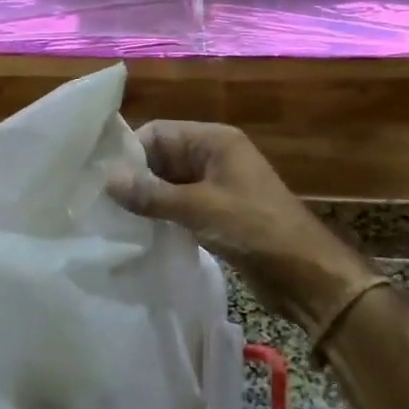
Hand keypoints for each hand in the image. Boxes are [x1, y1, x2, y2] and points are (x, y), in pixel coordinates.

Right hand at [108, 121, 375, 335]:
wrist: (308, 276)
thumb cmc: (256, 229)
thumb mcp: (199, 209)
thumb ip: (152, 194)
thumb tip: (108, 178)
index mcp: (214, 141)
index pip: (158, 132)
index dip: (130, 152)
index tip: (101, 179)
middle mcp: (214, 156)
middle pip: (162, 156)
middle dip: (135, 177)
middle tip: (100, 202)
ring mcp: (217, 186)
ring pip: (169, 183)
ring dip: (147, 199)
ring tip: (114, 219)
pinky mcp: (218, 213)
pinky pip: (181, 205)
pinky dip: (163, 215)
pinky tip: (140, 232)